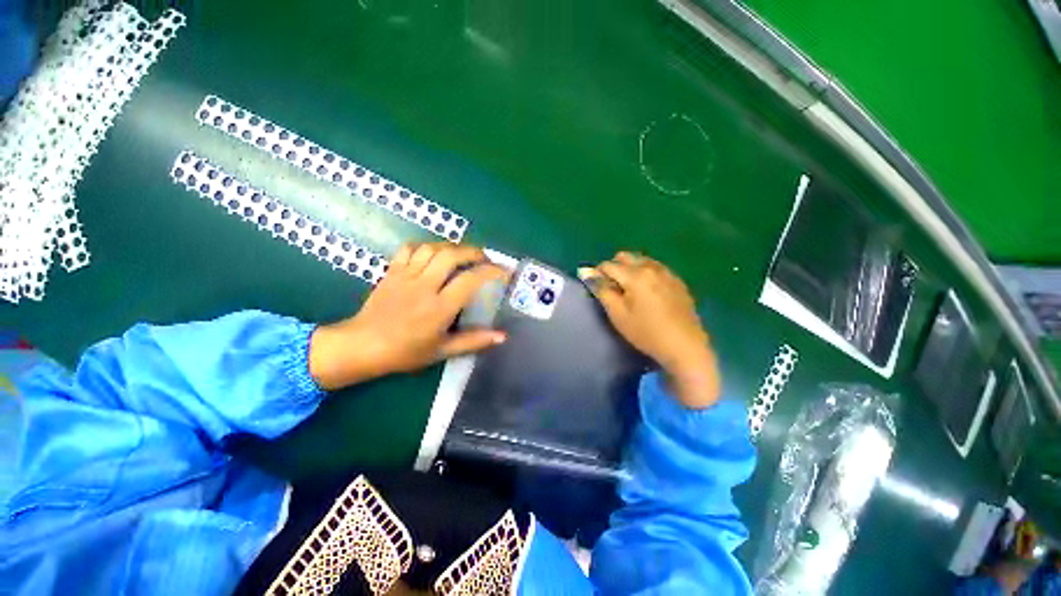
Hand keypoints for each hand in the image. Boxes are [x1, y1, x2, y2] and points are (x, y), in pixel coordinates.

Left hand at [309, 243, 507, 389]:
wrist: (362, 346)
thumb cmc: (405, 352)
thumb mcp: (442, 351)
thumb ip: (474, 341)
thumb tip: (502, 336)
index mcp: (439, 307)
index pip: (470, 280)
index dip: (491, 271)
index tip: (504, 270)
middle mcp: (425, 286)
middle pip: (452, 255)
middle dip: (474, 252)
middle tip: (485, 259)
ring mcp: (406, 276)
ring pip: (432, 248)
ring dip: (452, 247)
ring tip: (462, 254)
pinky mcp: (392, 271)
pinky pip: (409, 249)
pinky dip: (425, 246)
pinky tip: (433, 254)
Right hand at [580, 252, 720, 408]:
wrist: (684, 347)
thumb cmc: (646, 332)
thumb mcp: (617, 314)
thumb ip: (601, 290)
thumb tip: (586, 272)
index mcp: (636, 275)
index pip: (608, 265)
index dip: (598, 274)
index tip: (596, 287)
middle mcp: (652, 267)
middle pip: (625, 257)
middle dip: (614, 268)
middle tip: (613, 289)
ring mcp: (667, 273)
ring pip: (641, 260)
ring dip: (630, 269)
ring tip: (630, 291)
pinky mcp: (678, 281)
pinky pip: (656, 268)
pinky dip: (646, 273)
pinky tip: (648, 292)